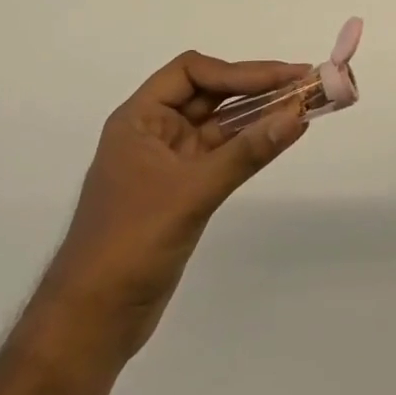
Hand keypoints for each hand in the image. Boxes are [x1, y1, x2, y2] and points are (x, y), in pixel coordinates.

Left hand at [40, 52, 312, 358]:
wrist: (91, 323)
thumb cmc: (130, 244)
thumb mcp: (191, 193)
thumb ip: (246, 153)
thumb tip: (296, 116)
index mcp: (140, 119)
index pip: (191, 72)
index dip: (237, 71)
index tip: (281, 77)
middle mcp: (154, 132)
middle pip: (210, 94)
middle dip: (256, 87)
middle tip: (304, 82)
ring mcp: (170, 162)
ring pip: (220, 124)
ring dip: (259, 114)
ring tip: (303, 104)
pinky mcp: (184, 190)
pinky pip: (224, 154)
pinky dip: (252, 144)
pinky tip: (282, 136)